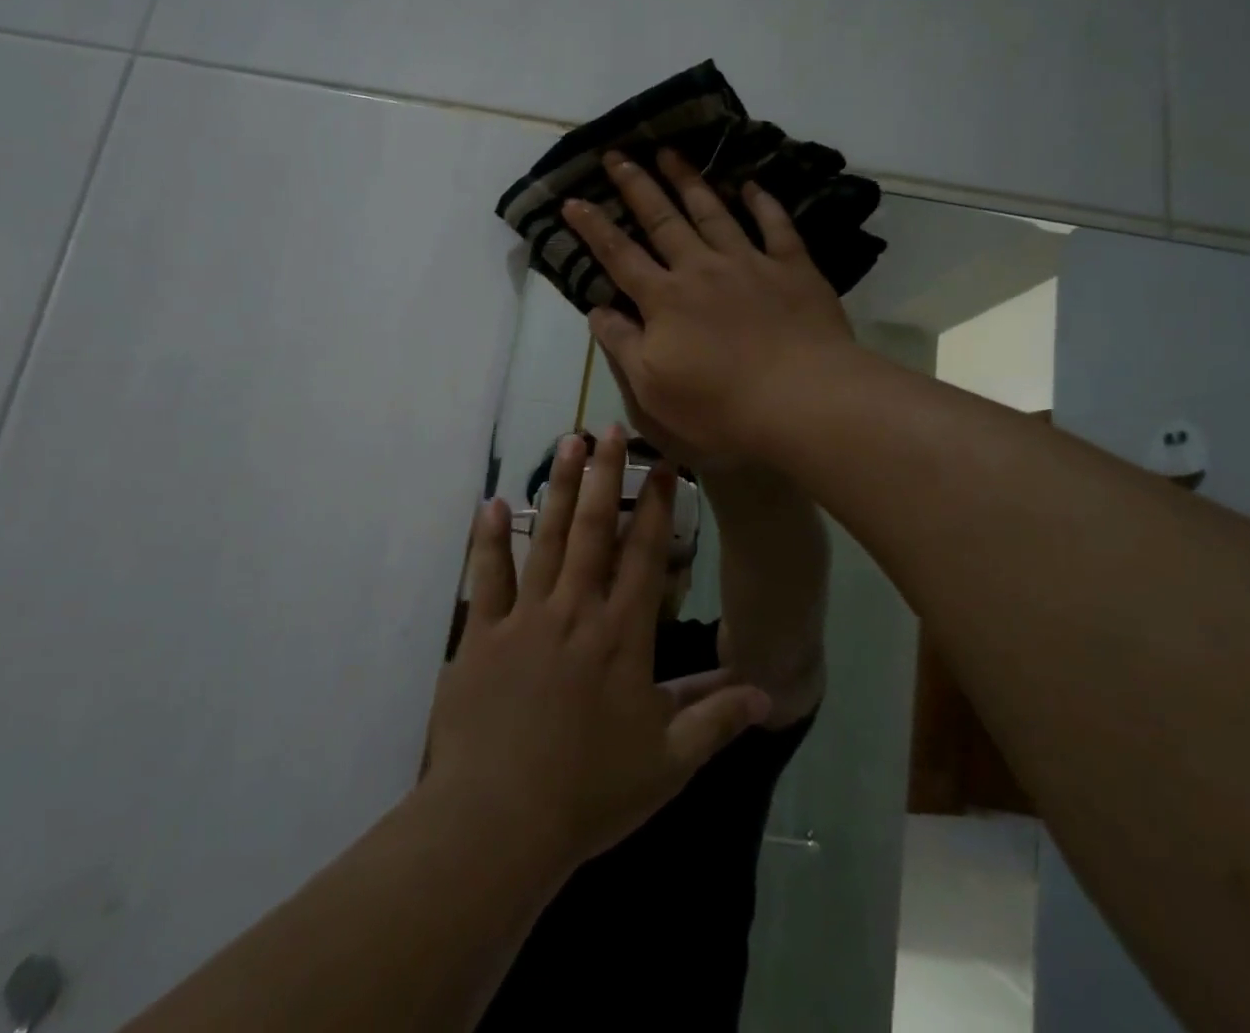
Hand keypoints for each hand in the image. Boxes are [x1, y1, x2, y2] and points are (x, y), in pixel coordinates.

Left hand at [427, 427, 771, 870]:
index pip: (645, 557)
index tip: (663, 466)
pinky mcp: (483, 633)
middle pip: (595, 530)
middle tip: (610, 428)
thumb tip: (767, 692)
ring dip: (559, 488)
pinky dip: (490, 538)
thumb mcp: (667, 764)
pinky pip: (487, 575)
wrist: (500, 821)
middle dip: (605, 475)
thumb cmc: (590, 792)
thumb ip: (716, 721)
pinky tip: (493, 502)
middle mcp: (576, 611)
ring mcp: (525, 617)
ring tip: (566, 443)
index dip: (657, 507)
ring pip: (547, 538)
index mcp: (622, 637)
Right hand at [560, 149, 857, 463]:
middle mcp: (701, 269)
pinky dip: (762, 203)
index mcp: (664, 299)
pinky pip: (775, 225)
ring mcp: (749, 263)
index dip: (593, 227)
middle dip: (636, 185)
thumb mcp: (652, 387)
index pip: (619, 255)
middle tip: (617, 154)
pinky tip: (751, 184)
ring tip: (670, 152)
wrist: (803, 400)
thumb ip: (622, 344)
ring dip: (688, 181)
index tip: (572, 200)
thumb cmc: (720, 405)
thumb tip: (595, 309)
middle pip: (662, 220)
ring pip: (712, 211)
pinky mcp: (793, 268)